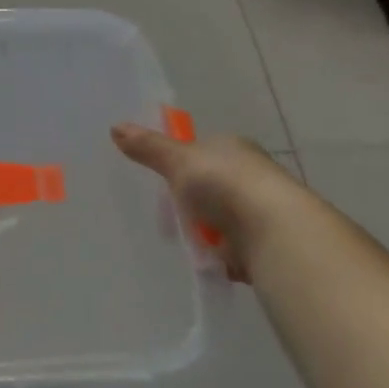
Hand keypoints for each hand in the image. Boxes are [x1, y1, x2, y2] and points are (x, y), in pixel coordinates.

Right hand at [111, 123, 306, 281]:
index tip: (162, 181)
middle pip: (211, 186)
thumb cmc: (224, 185)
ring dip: (204, 231)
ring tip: (181, 241)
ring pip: (220, 218)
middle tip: (168, 216)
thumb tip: (115, 126)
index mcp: (234, 147)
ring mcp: (259, 211)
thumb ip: (148, 147)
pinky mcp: (262, 245)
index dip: (181, 164)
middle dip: (191, 201)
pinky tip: (203, 261)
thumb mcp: (178, 161)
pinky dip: (218, 256)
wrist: (273, 233)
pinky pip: (231, 249)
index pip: (203, 150)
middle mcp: (250, 174)